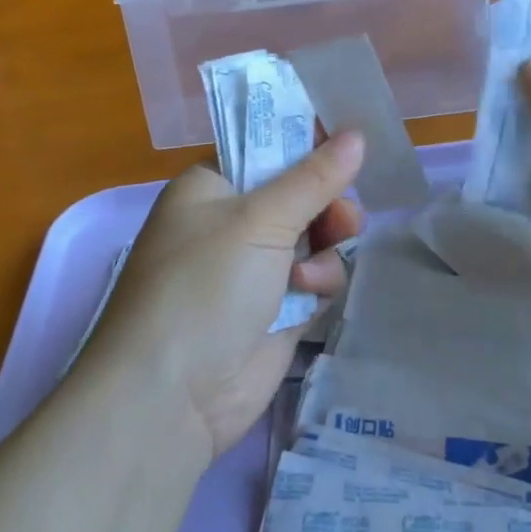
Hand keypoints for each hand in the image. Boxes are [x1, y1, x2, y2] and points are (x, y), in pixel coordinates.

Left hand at [89, 131, 365, 458]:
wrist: (172, 397)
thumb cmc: (204, 286)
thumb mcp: (260, 221)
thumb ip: (314, 177)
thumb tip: (358, 134)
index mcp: (212, 187)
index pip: (266, 148)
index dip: (307, 145)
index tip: (348, 145)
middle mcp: (231, 222)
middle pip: (299, 193)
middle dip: (326, 203)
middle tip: (344, 215)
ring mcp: (253, 268)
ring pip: (314, 237)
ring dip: (324, 247)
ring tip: (318, 264)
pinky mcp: (275, 309)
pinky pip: (315, 279)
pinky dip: (318, 283)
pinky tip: (308, 297)